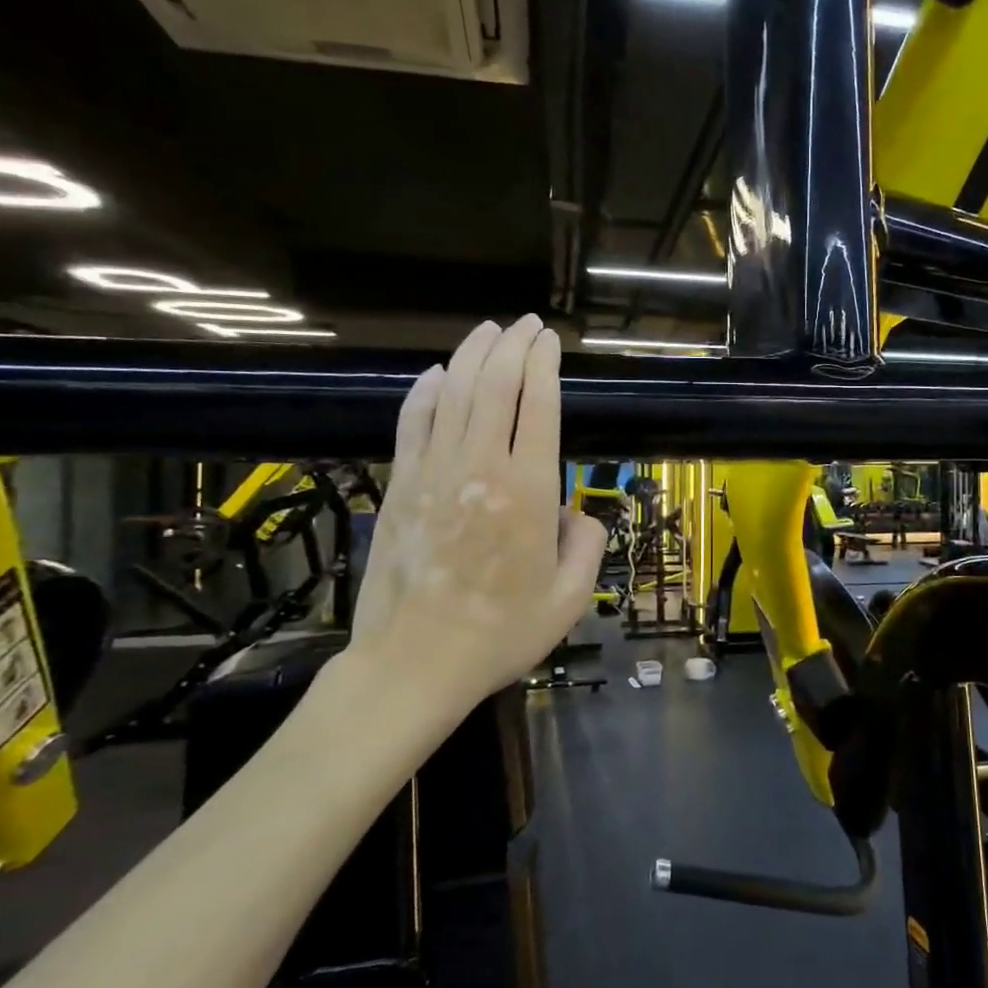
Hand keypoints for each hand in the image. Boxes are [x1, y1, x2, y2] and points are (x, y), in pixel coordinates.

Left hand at [341, 316, 605, 732]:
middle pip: (495, 385)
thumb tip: (577, 514)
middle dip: (513, 345)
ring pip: (453, 393)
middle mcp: (482, 467)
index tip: (550, 339)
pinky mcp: (401, 486)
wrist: (415, 662)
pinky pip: (412, 423)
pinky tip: (436, 374)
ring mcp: (434, 473)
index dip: (545, 363)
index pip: (539, 404)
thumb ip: (586, 546)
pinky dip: (425, 392)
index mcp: (530, 490)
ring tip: (488, 331)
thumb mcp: (570, 598)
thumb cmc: (501, 633)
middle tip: (526, 324)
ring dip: (472, 355)